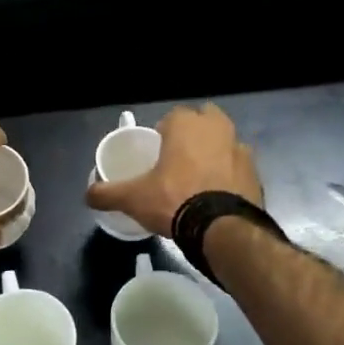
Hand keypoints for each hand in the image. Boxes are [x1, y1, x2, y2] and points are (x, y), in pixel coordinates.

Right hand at [86, 103, 262, 237]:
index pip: (173, 116)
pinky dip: (230, 175)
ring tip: (199, 178)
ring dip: (215, 153)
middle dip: (194, 134)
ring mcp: (241, 149)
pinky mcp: (256, 173)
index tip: (157, 151)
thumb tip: (87, 195)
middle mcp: (217, 128)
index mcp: (186, 124)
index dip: (164, 132)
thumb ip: (108, 193)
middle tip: (179, 160)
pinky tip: (217, 195)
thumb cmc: (174, 200)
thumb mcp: (133, 198)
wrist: (222, 228)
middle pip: (205, 121)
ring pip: (225, 142)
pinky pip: (239, 167)